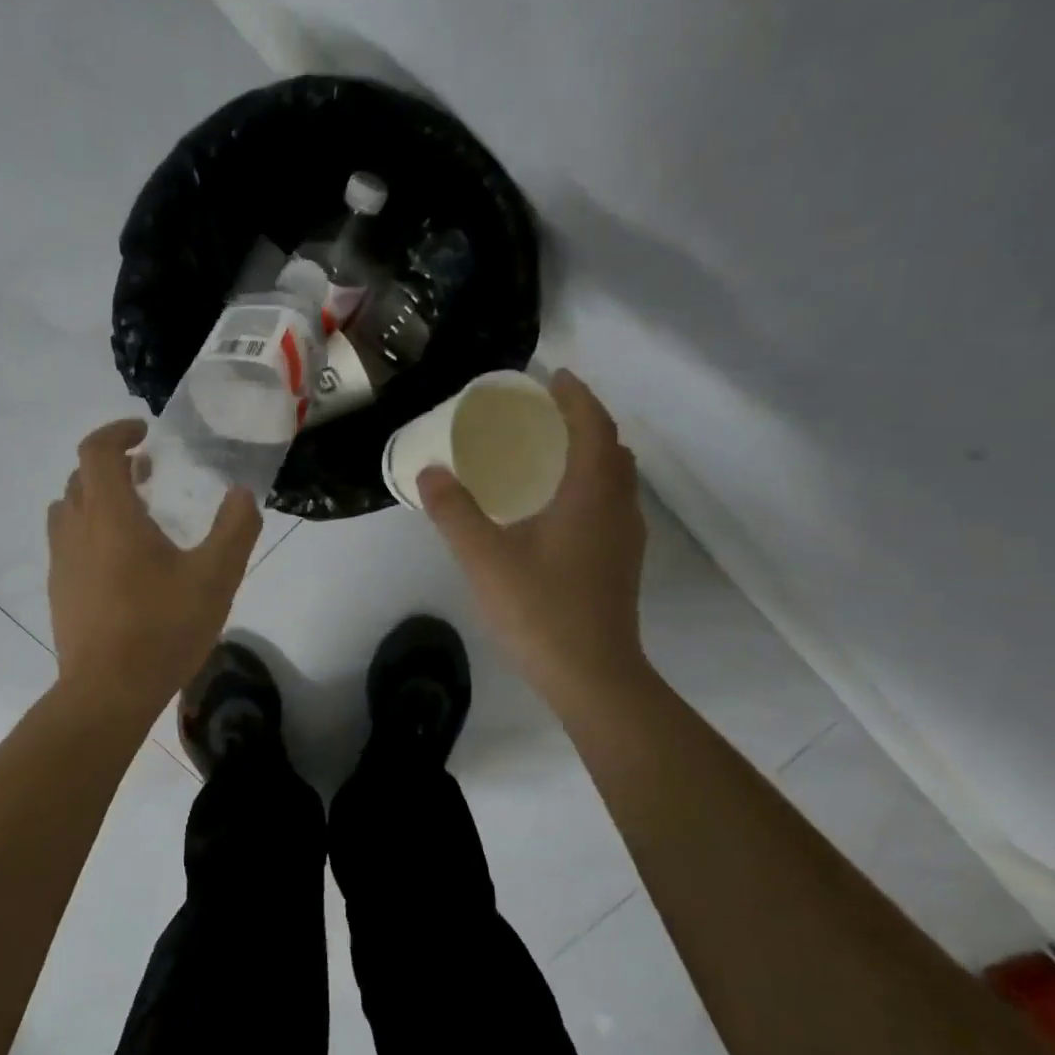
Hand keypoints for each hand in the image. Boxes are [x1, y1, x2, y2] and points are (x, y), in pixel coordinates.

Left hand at [47, 420, 261, 714]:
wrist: (108, 692)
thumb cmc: (162, 628)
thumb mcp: (216, 578)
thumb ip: (235, 529)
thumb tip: (242, 494)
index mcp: (110, 515)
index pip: (97, 450)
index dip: (118, 431)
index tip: (145, 434)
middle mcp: (76, 530)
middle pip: (80, 478)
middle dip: (113, 466)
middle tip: (149, 475)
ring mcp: (61, 563)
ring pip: (68, 511)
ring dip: (97, 499)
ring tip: (135, 517)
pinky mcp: (58, 592)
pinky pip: (68, 544)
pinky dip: (90, 534)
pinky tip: (122, 566)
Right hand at [419, 369, 651, 713]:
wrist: (592, 676)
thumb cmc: (540, 611)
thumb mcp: (484, 559)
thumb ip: (454, 512)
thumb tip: (430, 471)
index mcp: (591, 494)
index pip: (593, 426)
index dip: (576, 396)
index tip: (552, 378)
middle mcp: (618, 508)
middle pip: (610, 448)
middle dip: (583, 422)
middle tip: (544, 415)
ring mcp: (625, 538)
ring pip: (615, 479)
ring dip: (590, 455)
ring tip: (549, 454)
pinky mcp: (621, 564)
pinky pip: (611, 504)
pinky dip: (590, 486)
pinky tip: (557, 508)